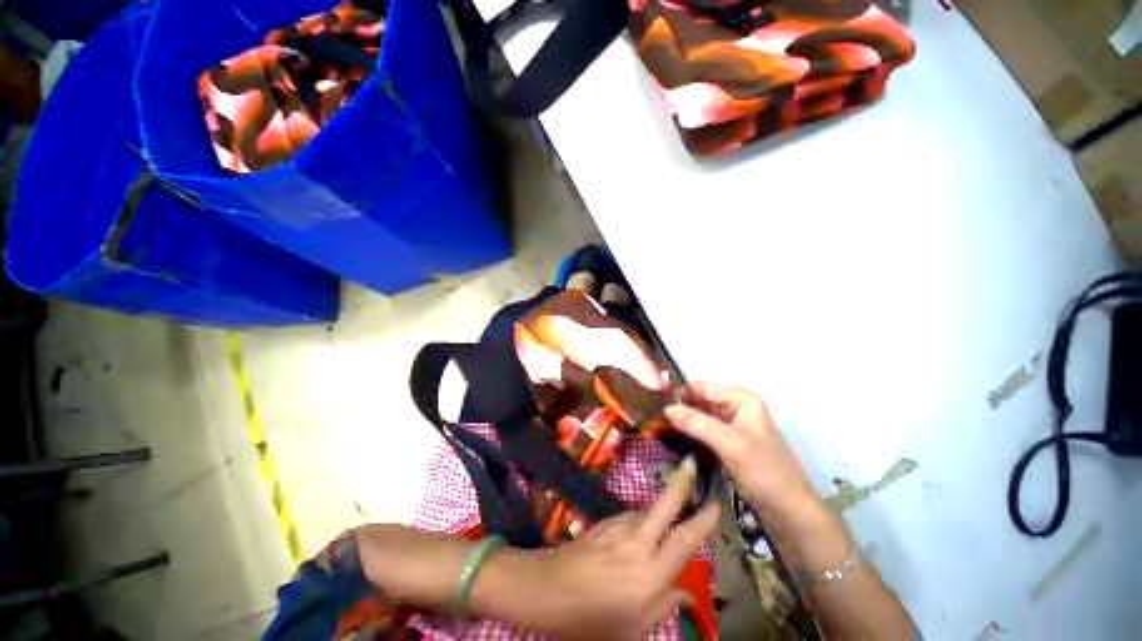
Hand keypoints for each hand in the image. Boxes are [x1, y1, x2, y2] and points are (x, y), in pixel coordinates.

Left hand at [502, 457, 718, 639]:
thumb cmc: (592, 619)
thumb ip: (664, 605)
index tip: (716, 500)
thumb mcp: (634, 627)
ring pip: (647, 510)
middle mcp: (638, 541)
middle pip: (665, 504)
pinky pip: (631, 517)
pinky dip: (641, 521)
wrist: (548, 591)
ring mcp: (618, 526)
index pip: (685, 539)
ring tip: (668, 517)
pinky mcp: (604, 521)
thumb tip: (685, 591)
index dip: (704, 518)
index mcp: (650, 572)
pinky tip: (639, 536)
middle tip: (692, 463)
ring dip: (660, 509)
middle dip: (681, 481)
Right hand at [664, 382, 817, 517]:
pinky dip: (691, 433)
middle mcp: (737, 406)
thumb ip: (697, 423)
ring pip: (701, 415)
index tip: (656, 405)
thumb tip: (666, 408)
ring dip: (684, 421)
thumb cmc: (764, 472)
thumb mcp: (729, 444)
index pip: (702, 387)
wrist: (789, 513)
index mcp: (742, 399)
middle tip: (656, 419)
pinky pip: (705, 430)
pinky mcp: (729, 442)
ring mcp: (733, 425)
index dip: (680, 394)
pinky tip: (676, 439)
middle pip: (701, 400)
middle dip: (680, 408)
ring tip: (661, 428)